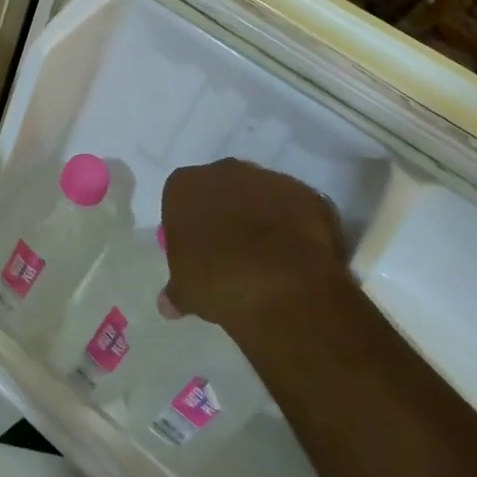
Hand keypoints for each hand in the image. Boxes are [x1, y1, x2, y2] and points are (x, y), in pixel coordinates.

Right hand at [160, 160, 353, 337]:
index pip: (180, 198)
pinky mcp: (307, 195)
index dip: (189, 223)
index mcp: (185, 186)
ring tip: (269, 259)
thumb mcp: (186, 291)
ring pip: (261, 195)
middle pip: (222, 188)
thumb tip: (169, 304)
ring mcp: (269, 179)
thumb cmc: (216, 280)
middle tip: (231, 252)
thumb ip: (176, 291)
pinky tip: (298, 259)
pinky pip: (297, 209)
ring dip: (263, 217)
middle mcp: (225, 172)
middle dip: (226, 213)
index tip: (196, 250)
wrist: (281, 284)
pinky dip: (296, 227)